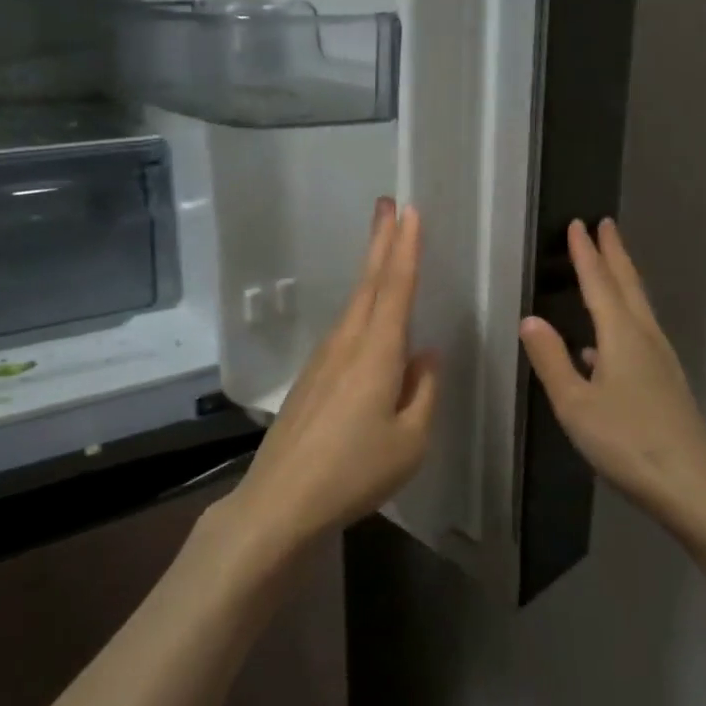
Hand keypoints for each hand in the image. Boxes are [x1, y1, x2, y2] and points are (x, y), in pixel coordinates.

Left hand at [222, 200, 439, 562]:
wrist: (280, 501)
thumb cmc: (354, 471)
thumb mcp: (410, 440)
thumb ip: (423, 392)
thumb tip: (425, 356)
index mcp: (376, 354)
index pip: (396, 289)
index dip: (405, 249)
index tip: (410, 212)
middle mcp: (347, 345)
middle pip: (368, 284)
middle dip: (381, 242)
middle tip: (389, 204)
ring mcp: (323, 360)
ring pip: (355, 304)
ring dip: (371, 270)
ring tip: (383, 244)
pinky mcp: (311, 378)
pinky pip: (345, 330)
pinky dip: (362, 306)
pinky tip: (370, 317)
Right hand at [520, 219, 705, 529]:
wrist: (691, 483)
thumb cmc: (627, 441)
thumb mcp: (575, 404)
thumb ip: (551, 360)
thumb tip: (530, 320)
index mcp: (621, 335)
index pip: (599, 282)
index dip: (586, 253)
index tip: (579, 224)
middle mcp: (645, 337)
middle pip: (628, 285)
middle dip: (615, 253)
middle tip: (606, 225)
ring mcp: (660, 359)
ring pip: (638, 308)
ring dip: (622, 281)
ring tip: (608, 268)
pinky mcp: (666, 381)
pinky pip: (640, 333)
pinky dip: (622, 320)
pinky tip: (601, 347)